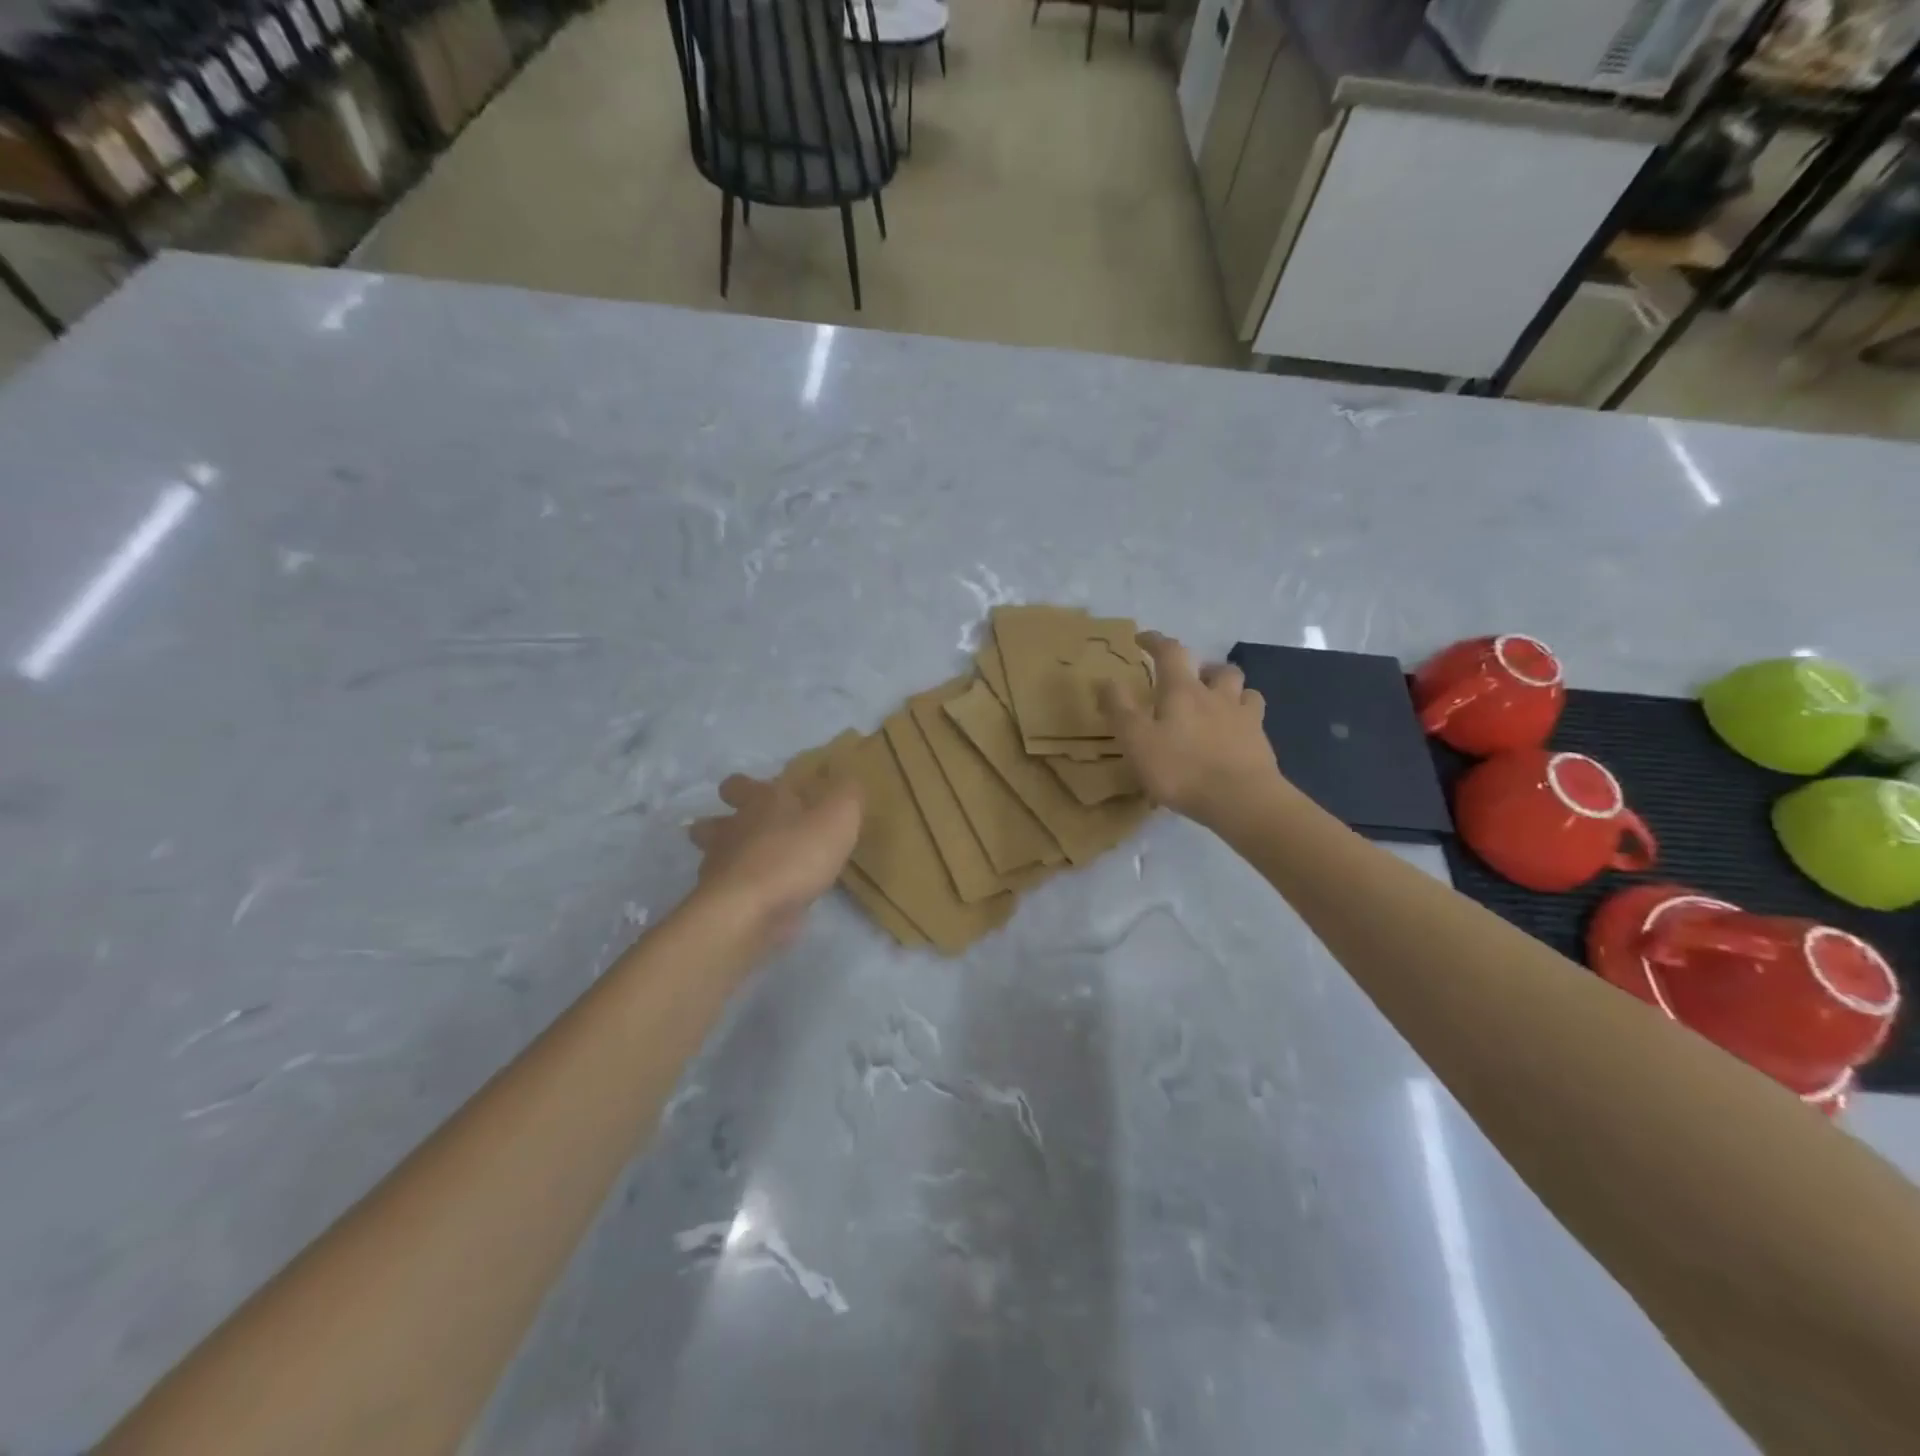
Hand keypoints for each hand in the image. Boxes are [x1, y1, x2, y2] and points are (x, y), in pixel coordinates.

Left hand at [688, 774, 862, 947]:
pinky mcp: (722, 905)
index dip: (747, 786)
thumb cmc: (794, 855)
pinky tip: (763, 901)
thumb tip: (849, 781)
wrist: (750, 913)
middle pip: (711, 822)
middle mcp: (732, 831)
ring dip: (727, 858)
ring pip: (713, 857)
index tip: (763, 793)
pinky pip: (729, 892)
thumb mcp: (838, 817)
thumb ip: (847, 795)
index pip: (739, 784)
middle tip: (744, 829)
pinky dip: (742, 893)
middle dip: (721, 822)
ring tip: (754, 867)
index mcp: (759, 803)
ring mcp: (720, 869)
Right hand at [1097, 631, 1282, 829]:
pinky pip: (1255, 719)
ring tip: (1216, 702)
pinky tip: (1237, 732)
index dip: (1155, 641)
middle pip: (1215, 668)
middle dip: (1201, 667)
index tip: (1143, 639)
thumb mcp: (1135, 740)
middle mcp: (1216, 695)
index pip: (1170, 652)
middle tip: (1188, 679)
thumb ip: (1118, 708)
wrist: (1240, 799)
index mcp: (1183, 691)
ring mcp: (1244, 718)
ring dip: (1228, 688)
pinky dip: (1244, 717)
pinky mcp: (1261, 742)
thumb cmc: (1181, 768)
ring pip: (1242, 689)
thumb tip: (1105, 679)